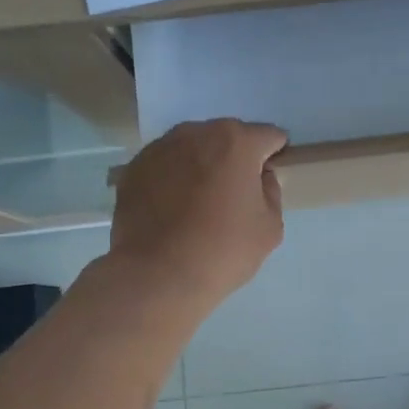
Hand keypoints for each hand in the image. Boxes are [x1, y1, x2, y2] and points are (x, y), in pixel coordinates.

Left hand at [111, 119, 287, 307]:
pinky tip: (174, 209)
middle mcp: (197, 133)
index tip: (268, 181)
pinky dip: (174, 178)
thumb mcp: (270, 227)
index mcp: (236, 142)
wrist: (157, 275)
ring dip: (202, 166)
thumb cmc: (223, 250)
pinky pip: (166, 166)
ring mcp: (160, 148)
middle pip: (228, 138)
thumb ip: (271, 192)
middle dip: (235, 159)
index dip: (274, 156)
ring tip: (200, 203)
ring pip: (193, 148)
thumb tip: (258, 178)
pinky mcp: (134, 168)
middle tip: (234, 195)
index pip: (269, 137)